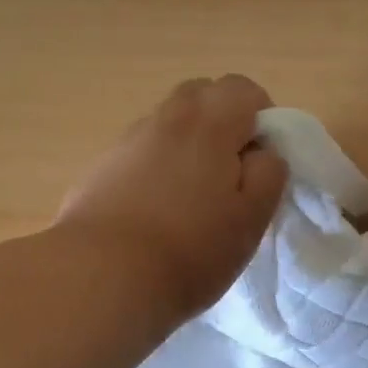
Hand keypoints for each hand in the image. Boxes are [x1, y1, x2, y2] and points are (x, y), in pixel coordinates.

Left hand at [56, 75, 288, 321]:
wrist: (100, 278)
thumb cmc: (190, 251)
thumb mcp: (251, 219)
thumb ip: (268, 174)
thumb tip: (261, 151)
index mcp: (208, 124)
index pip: (243, 89)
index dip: (261, 118)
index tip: (260, 161)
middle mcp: (165, 120)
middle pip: (200, 95)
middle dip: (222, 120)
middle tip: (229, 172)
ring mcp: (126, 141)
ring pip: (167, 123)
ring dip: (186, 143)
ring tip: (189, 196)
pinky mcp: (99, 169)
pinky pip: (139, 152)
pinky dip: (154, 166)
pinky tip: (153, 211)